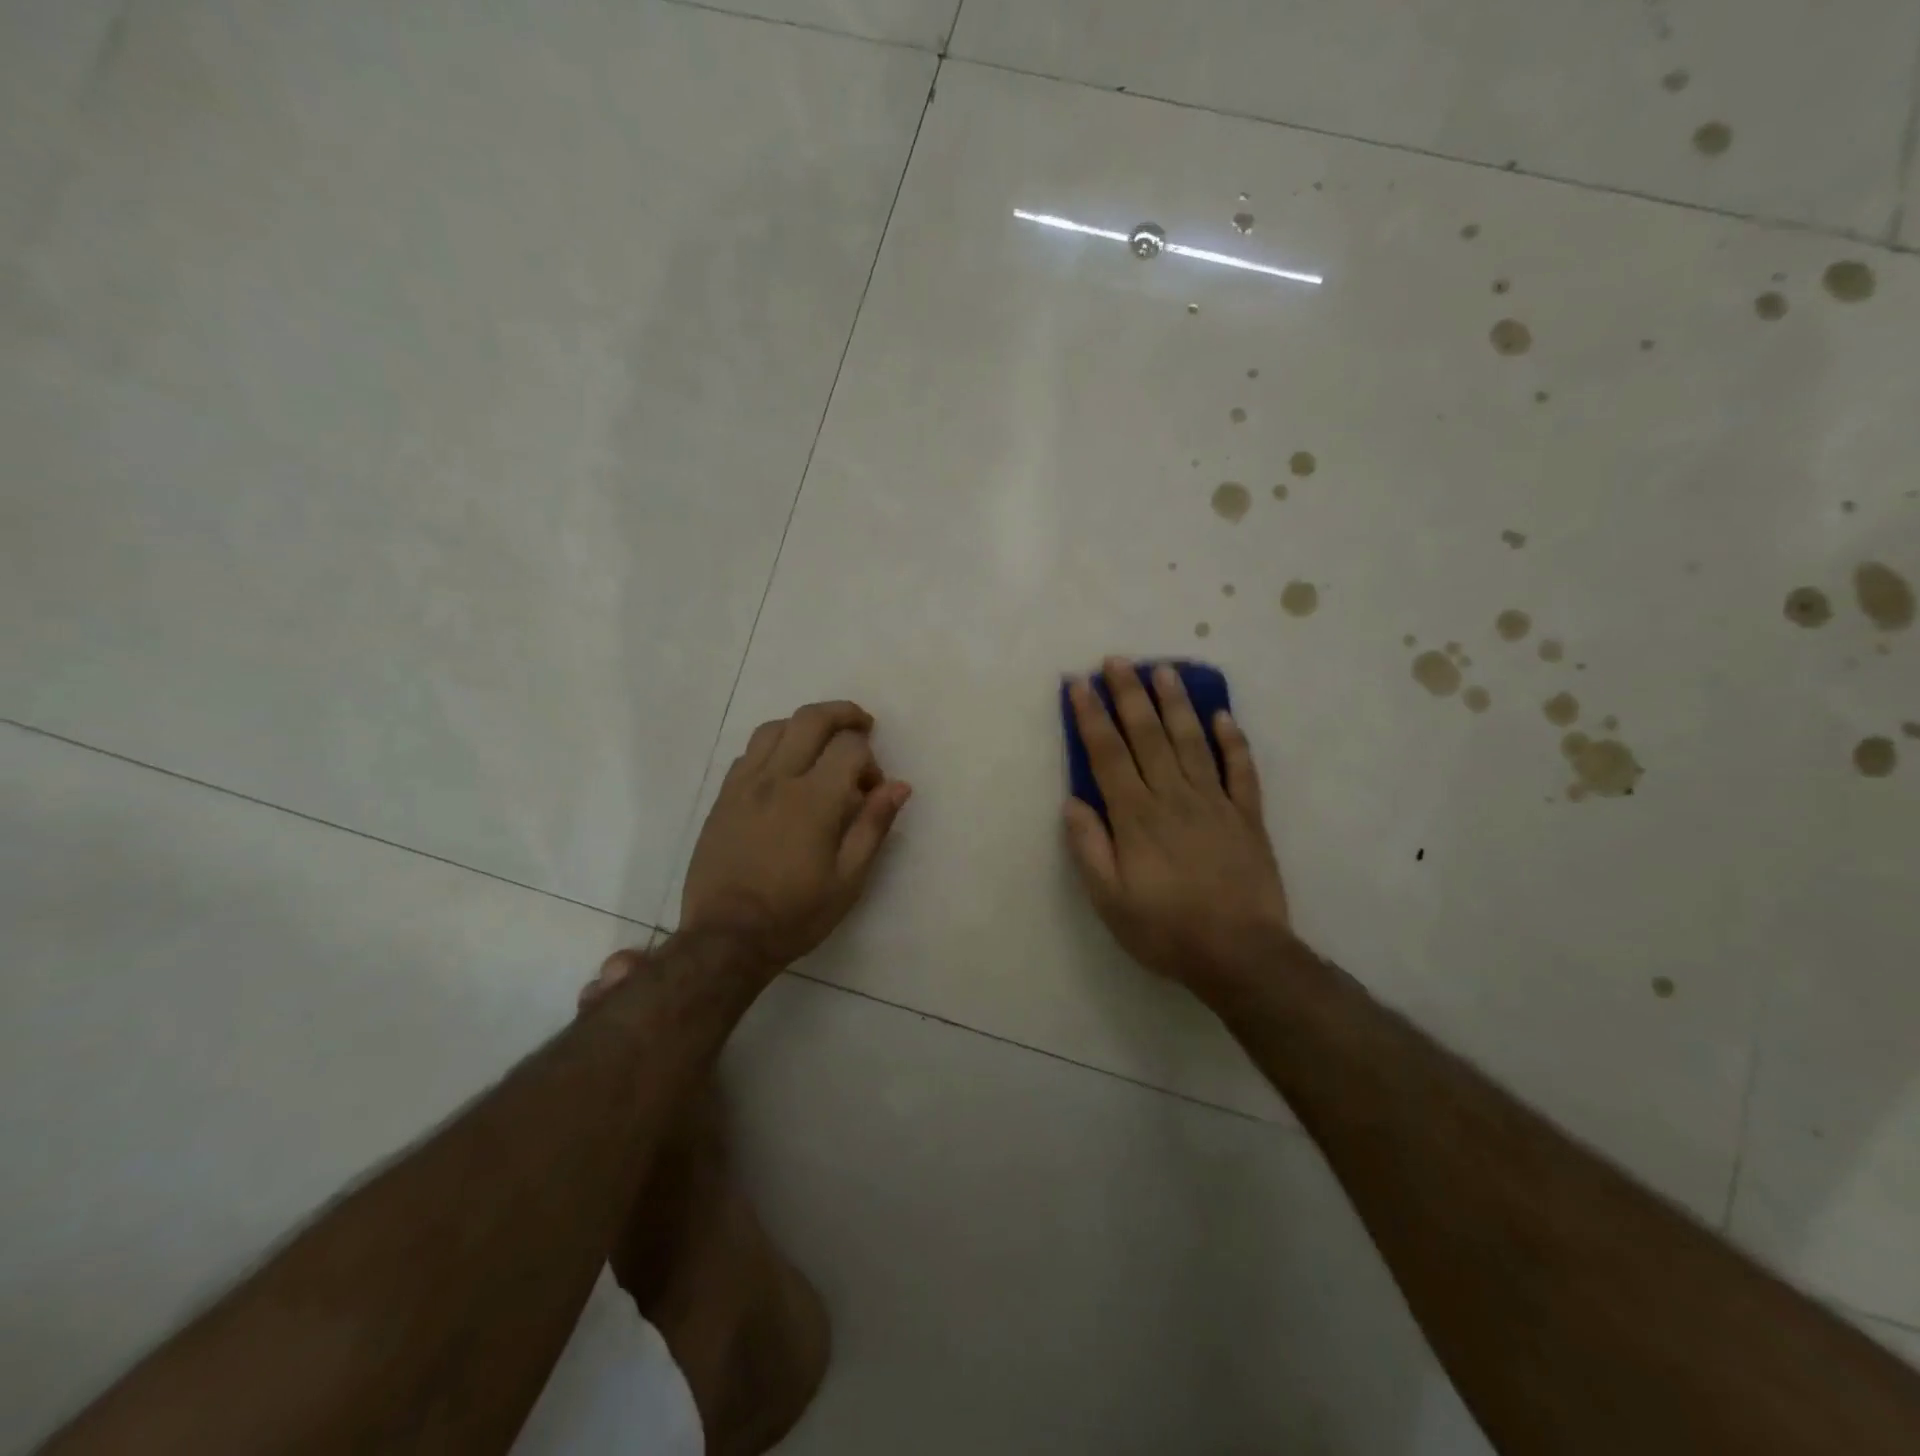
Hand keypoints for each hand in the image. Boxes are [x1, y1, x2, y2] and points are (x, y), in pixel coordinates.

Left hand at [678, 700, 910, 970]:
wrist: (726, 938)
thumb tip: (899, 785)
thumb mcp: (849, 879)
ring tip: (821, 743)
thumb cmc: (795, 914)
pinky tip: (784, 769)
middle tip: (862, 726)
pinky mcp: (723, 797)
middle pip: (811, 719)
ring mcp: (744, 784)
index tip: (872, 789)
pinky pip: (749, 752)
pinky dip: (774, 746)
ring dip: (804, 725)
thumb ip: (873, 825)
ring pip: (775, 728)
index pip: (849, 746)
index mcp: (814, 799)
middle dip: (843, 714)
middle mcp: (777, 779)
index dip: (869, 759)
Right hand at [1064, 659, 1290, 998]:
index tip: (1079, 684)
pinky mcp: (1247, 816)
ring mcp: (1215, 803)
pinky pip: (1241, 770)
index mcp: (1136, 817)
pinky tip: (1223, 716)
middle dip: (1129, 695)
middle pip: (1148, 736)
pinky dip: (1233, 741)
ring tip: (1164, 670)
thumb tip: (1074, 801)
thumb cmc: (1166, 929)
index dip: (1092, 717)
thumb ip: (1089, 847)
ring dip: (1176, 704)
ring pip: (1192, 742)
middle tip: (1117, 660)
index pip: (1108, 754)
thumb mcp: (1109, 900)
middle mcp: (1173, 797)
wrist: (1241, 954)